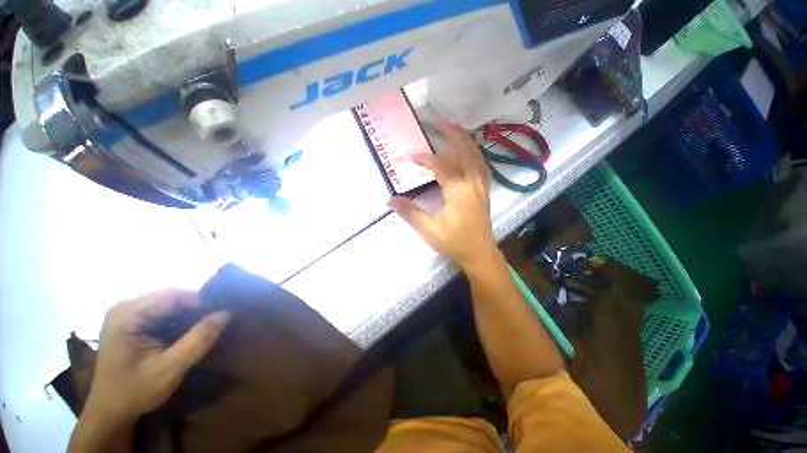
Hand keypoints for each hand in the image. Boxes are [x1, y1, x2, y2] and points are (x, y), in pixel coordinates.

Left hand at [86, 289, 230, 421]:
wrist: (110, 411)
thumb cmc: (136, 391)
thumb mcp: (171, 368)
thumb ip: (199, 339)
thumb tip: (227, 312)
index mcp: (128, 314)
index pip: (174, 295)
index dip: (202, 300)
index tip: (224, 310)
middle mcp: (125, 307)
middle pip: (171, 296)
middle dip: (197, 306)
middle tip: (220, 317)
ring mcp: (126, 314)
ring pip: (169, 303)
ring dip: (190, 312)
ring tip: (209, 322)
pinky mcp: (131, 322)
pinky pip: (162, 312)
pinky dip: (180, 318)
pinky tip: (190, 329)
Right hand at [388, 119, 497, 269]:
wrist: (479, 253)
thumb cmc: (454, 242)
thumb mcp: (429, 230)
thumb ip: (410, 212)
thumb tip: (390, 200)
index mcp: (458, 190)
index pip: (441, 165)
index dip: (426, 158)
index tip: (412, 157)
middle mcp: (473, 182)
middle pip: (465, 149)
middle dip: (452, 133)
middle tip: (438, 120)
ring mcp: (482, 184)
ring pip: (476, 154)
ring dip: (464, 138)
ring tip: (453, 128)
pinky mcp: (485, 188)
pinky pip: (481, 163)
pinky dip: (473, 151)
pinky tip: (468, 150)